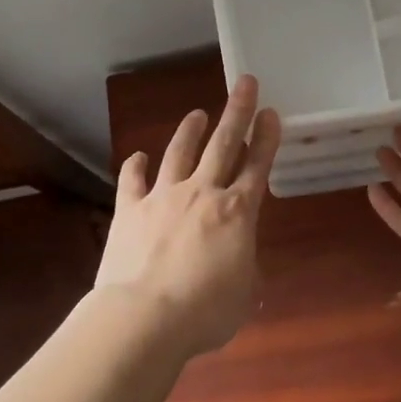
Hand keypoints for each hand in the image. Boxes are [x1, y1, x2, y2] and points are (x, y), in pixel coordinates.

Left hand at [98, 74, 280, 356]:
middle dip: (237, 112)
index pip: (257, 166)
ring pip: (179, 153)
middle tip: (245, 84)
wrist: (144, 317)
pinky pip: (132, 181)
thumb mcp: (243, 291)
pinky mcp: (130, 211)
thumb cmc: (205, 311)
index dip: (266, 138)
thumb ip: (243, 264)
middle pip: (223, 144)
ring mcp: (163, 197)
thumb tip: (236, 257)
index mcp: (237, 212)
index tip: (271, 112)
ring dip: (190, 131)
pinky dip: (136, 166)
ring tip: (197, 113)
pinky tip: (138, 156)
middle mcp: (202, 193)